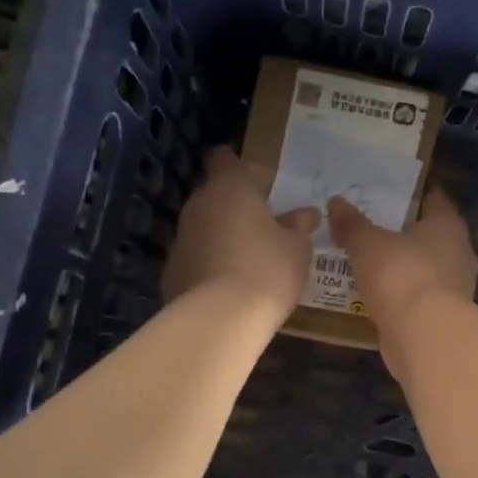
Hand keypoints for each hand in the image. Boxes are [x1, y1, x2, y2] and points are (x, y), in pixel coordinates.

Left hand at [163, 147, 319, 322]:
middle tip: (260, 223)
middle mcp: (198, 206)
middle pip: (213, 194)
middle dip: (233, 205)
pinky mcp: (171, 271)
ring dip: (220, 235)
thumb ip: (299, 225)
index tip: (255, 179)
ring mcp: (180, 239)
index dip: (238, 166)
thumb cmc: (267, 270)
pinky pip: (194, 258)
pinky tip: (227, 285)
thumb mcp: (297, 248)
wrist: (220, 319)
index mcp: (229, 189)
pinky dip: (208, 264)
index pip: (224, 159)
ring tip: (245, 257)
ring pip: (202, 227)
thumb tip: (306, 213)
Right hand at [327, 189, 477, 379]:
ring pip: (423, 267)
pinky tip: (375, 294)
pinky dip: (399, 293)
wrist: (425, 338)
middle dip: (402, 230)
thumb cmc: (402, 276)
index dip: (412, 191)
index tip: (388, 189)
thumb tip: (336, 202)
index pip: (434, 198)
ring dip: (400, 264)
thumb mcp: (367, 244)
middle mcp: (458, 253)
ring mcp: (454, 288)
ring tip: (367, 260)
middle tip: (369, 224)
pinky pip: (417, 296)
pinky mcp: (442, 317)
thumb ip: (352, 224)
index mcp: (448, 225)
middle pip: (429, 234)